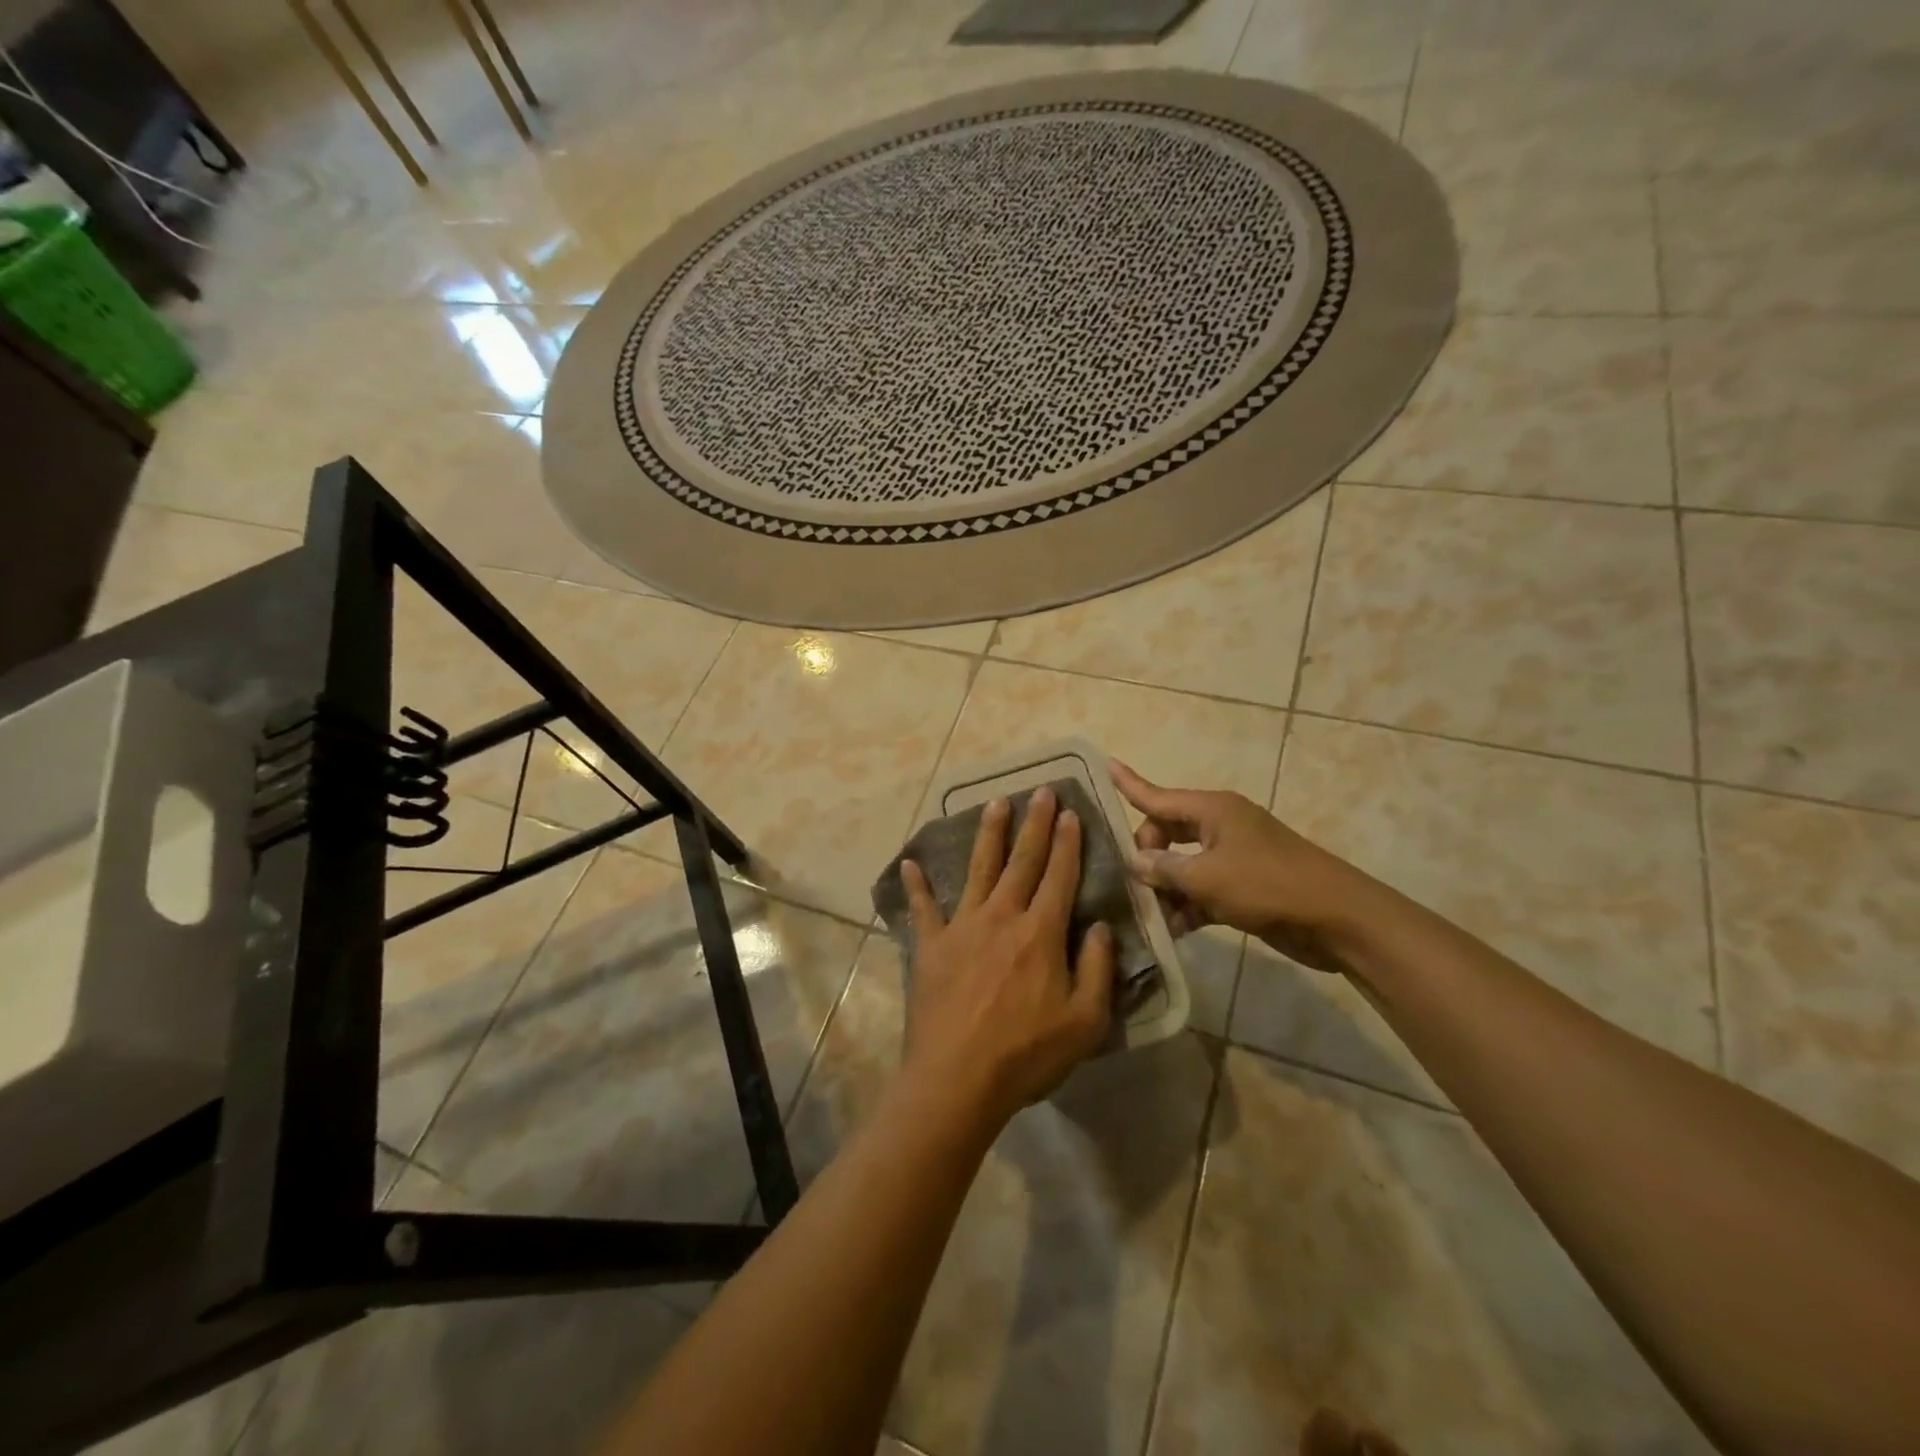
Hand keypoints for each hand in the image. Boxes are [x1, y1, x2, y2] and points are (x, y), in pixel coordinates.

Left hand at [899, 786, 1117, 1126]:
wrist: (957, 1079)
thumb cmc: (1027, 1054)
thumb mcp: (1085, 1021)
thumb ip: (1098, 968)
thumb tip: (1100, 925)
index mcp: (1041, 933)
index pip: (1059, 876)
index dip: (1067, 842)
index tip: (1070, 812)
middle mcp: (1002, 917)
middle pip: (1021, 861)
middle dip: (1034, 824)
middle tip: (1040, 790)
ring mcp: (962, 927)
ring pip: (978, 869)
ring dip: (988, 835)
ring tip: (995, 803)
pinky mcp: (931, 945)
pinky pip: (923, 908)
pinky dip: (916, 886)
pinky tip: (909, 863)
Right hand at [1110, 761, 1385, 973]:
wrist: (1337, 919)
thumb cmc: (1268, 885)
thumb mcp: (1207, 877)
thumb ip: (1165, 868)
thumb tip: (1135, 862)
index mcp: (1212, 810)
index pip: (1157, 795)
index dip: (1128, 783)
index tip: (1103, 765)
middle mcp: (1219, 826)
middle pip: (1165, 832)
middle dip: (1146, 856)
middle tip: (1133, 884)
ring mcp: (1232, 857)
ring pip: (1182, 865)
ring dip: (1165, 887)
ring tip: (1145, 914)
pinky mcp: (1242, 887)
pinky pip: (1201, 889)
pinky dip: (1187, 906)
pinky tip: (1171, 930)